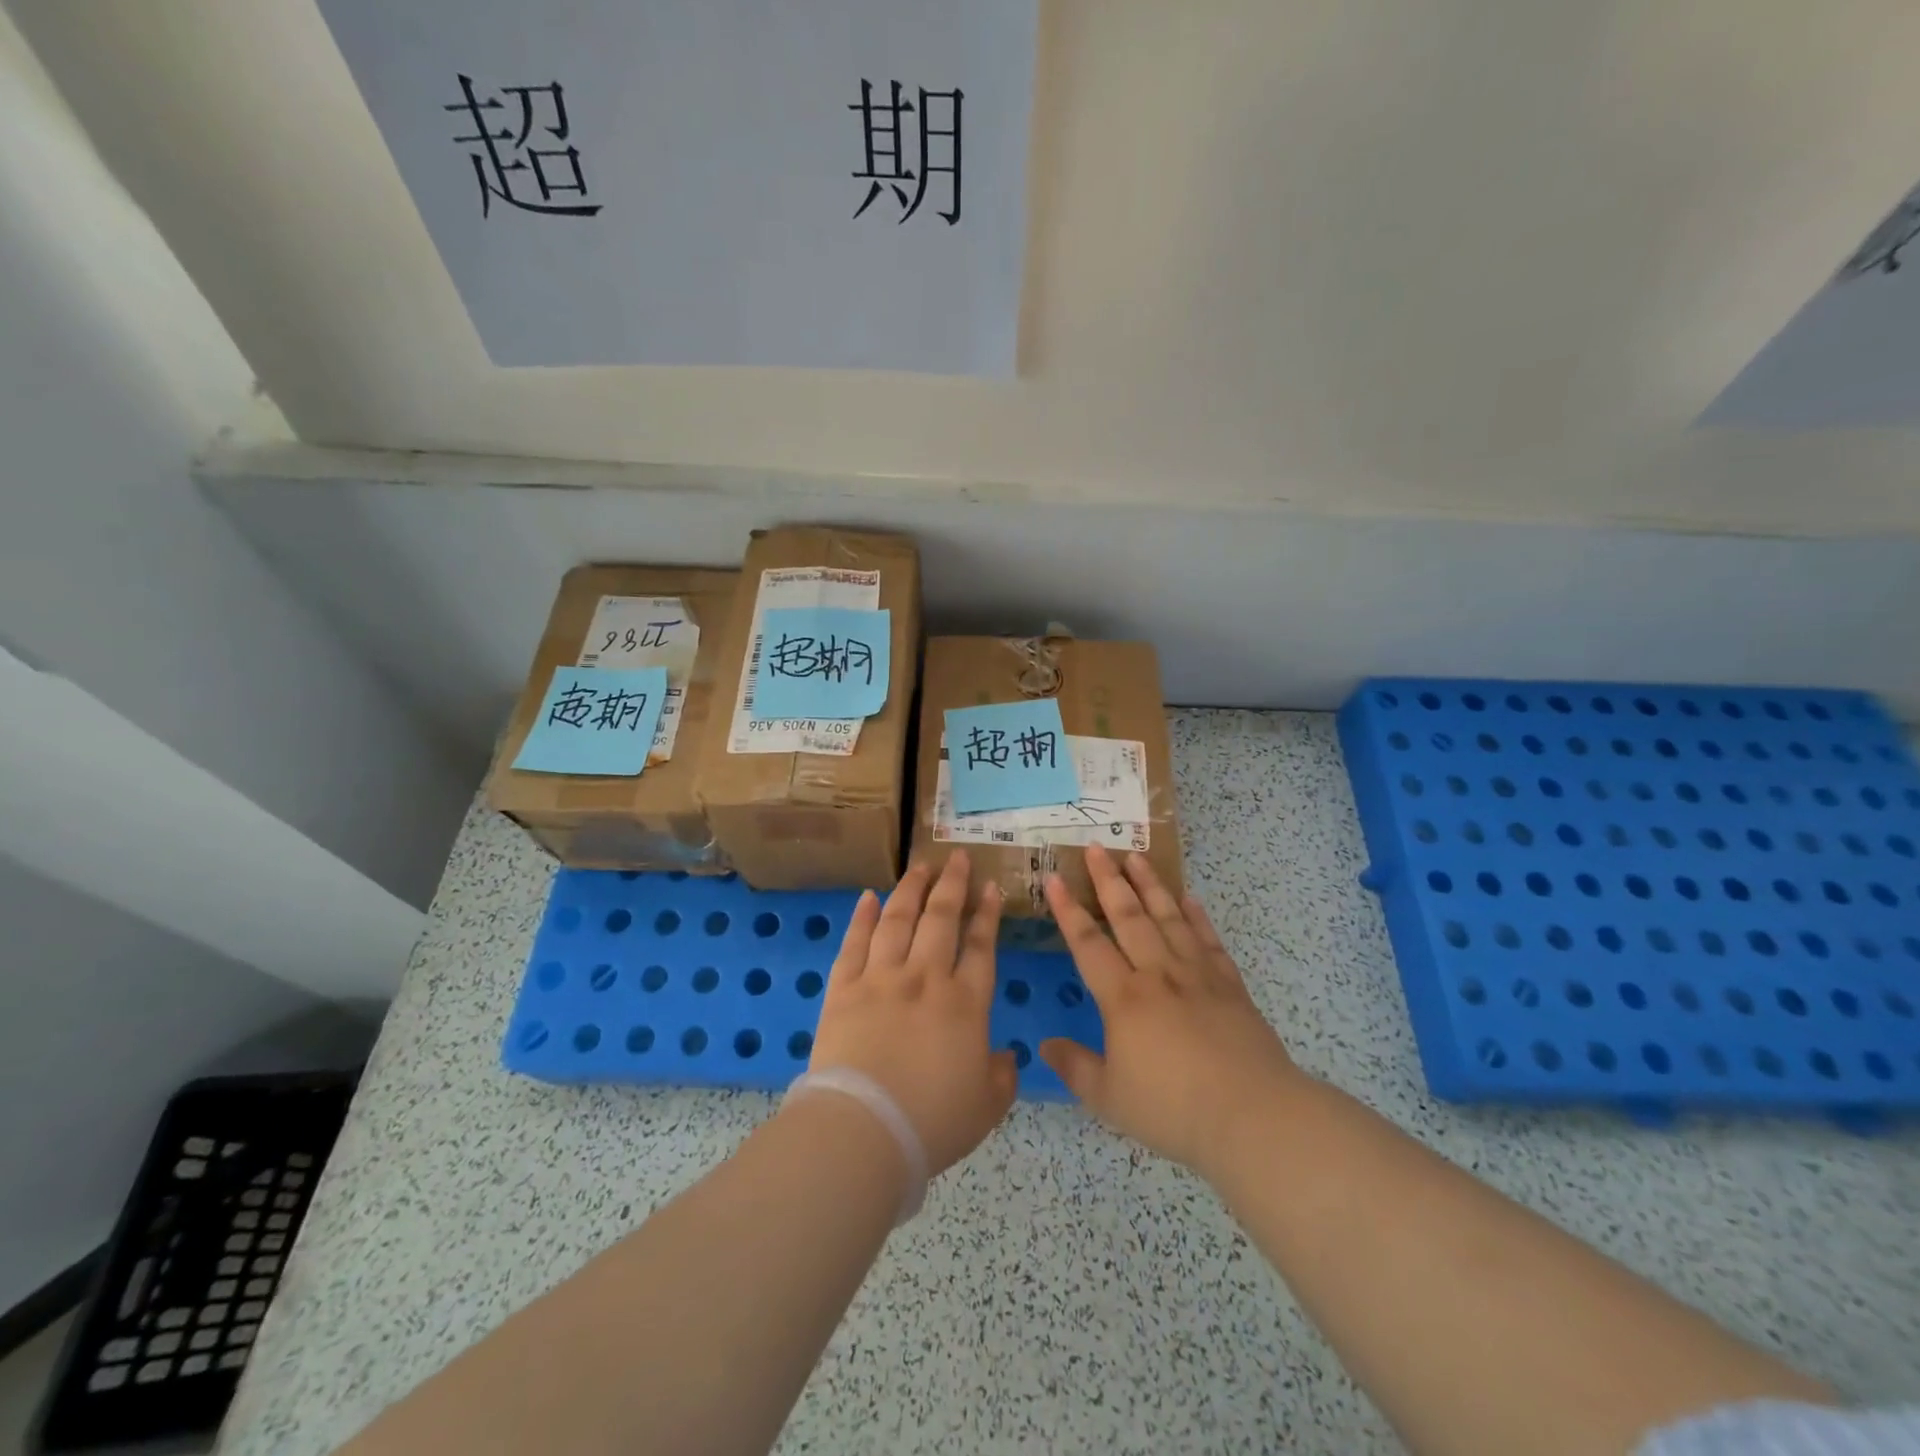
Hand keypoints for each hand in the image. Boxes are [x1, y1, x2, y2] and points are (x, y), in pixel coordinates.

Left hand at [806, 852, 1018, 1176]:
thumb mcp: (987, 1107)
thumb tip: (1007, 1056)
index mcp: (965, 1003)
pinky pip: (854, 943)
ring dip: (911, 889)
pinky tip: (868, 896)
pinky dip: (862, 917)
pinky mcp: (843, 988)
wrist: (864, 1130)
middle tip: (956, 857)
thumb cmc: (932, 1122)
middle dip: (952, 885)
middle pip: (941, 919)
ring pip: (898, 920)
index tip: (990, 887)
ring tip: (919, 866)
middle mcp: (925, 978)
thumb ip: (1002, 1077)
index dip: (987, 914)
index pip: (981, 946)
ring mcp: (881, 978)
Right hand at [1040, 845, 1306, 1179]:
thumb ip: (1075, 1067)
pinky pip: (1208, 940)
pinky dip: (1197, 917)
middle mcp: (1157, 974)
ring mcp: (1197, 975)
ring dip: (1151, 885)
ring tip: (1136, 857)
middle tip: (1097, 847)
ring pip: (1168, 918)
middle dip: (1109, 880)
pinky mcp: (1229, 986)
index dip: (1067, 910)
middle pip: (1129, 917)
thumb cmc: (1172, 1109)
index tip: (1054, 878)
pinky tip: (1190, 899)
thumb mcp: (1109, 1098)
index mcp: (1123, 998)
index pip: (1087, 943)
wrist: (1252, 1116)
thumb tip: (1044, 1045)